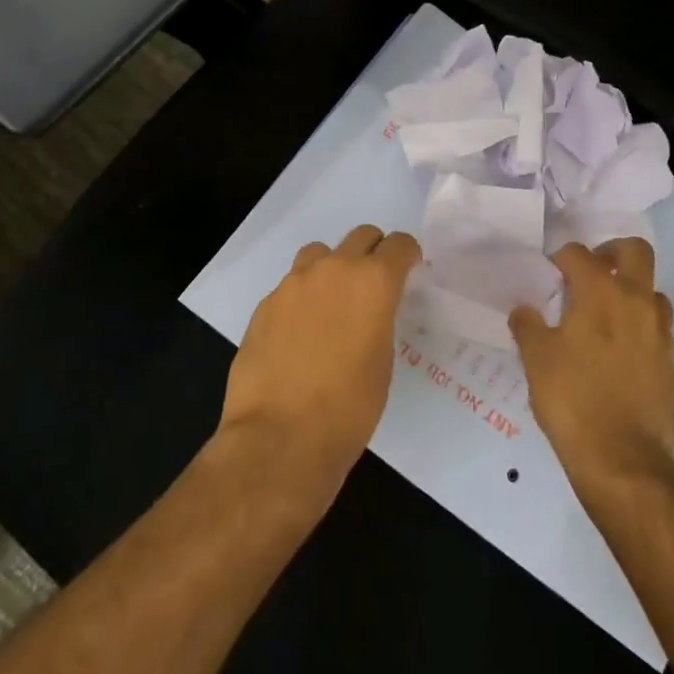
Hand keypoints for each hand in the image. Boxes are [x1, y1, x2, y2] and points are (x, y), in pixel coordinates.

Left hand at [217, 224, 421, 502]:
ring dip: (332, 268)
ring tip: (332, 305)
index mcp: (373, 282)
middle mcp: (333, 270)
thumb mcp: (382, 360)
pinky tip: (300, 335)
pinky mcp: (265, 304)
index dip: (407, 256)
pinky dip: (303, 298)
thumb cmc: (348, 408)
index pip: (399, 244)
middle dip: (373, 254)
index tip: (408, 273)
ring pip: (320, 254)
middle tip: (373, 286)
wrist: (279, 436)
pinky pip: (291, 286)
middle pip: (360, 237)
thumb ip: (379, 320)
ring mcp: (293, 284)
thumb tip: (368, 314)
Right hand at [509, 238, 673, 490]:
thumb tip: (524, 309)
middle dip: (611, 252)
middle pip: (634, 251)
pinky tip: (616, 349)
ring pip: (651, 290)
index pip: (579, 254)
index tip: (548, 272)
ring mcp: (660, 330)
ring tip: (604, 313)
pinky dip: (638, 324)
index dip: (559, 258)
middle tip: (589, 272)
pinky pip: (656, 325)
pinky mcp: (670, 360)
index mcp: (601, 293)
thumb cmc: (572, 399)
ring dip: (630, 290)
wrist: (622, 456)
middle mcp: (637, 301)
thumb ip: (527, 325)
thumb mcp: (536, 359)